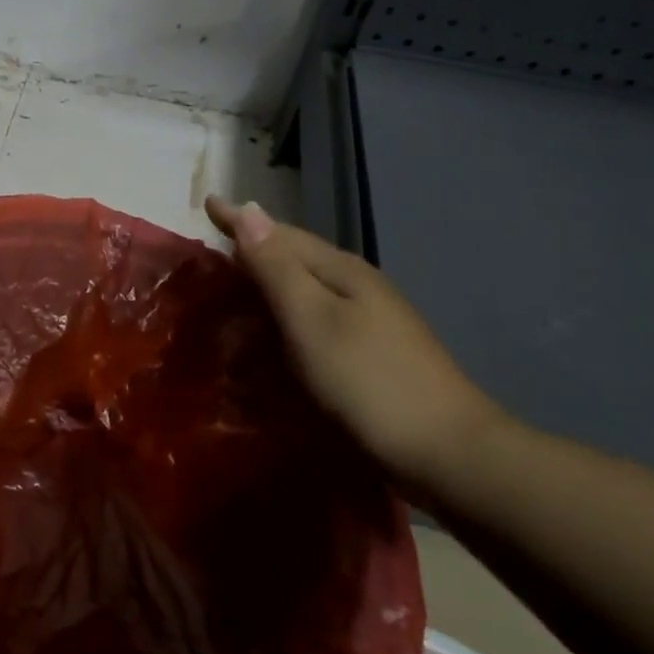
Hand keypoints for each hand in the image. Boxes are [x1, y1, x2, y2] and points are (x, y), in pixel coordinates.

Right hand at [205, 197, 500, 488]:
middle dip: (252, 247)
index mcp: (340, 270)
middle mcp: (355, 285)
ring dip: (268, 279)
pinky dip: (286, 313)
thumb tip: (248, 208)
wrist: (447, 451)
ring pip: (305, 286)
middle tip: (210, 246)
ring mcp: (368, 320)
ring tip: (232, 284)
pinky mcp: (369, 352)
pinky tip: (274, 330)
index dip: (239, 221)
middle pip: (294, 256)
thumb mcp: (311, 319)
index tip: (206, 202)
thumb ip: (276, 267)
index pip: (278, 234)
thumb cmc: (367, 380)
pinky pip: (314, 316)